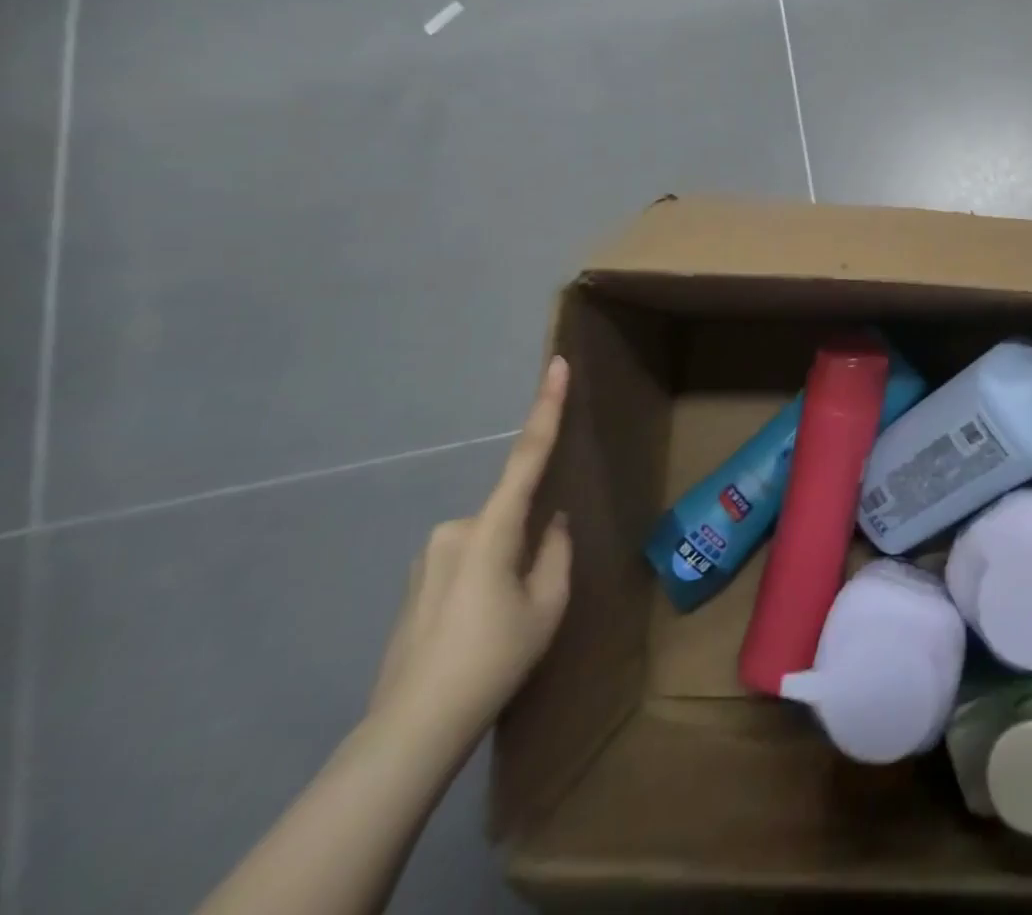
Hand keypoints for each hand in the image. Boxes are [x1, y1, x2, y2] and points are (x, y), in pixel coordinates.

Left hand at [369, 357, 573, 745]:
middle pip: (512, 515)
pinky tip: (482, 629)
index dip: (546, 407)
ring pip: (491, 541)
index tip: (557, 365)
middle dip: (531, 542)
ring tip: (504, 626)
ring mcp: (430, 555)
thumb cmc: (492, 659)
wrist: (411, 730)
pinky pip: (469, 560)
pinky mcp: (417, 580)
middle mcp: (454, 530)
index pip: (528, 455)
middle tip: (532, 599)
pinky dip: (487, 580)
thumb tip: (552, 523)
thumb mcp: (548, 606)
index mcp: (491, 529)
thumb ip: (556, 551)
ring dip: (508, 566)